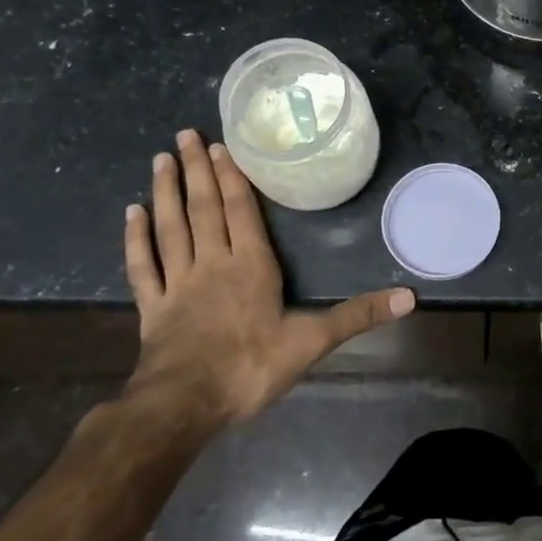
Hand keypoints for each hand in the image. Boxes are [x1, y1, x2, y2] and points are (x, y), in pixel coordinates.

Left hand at [122, 129, 413, 431]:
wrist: (184, 406)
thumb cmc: (250, 368)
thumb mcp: (313, 342)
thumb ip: (358, 315)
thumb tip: (410, 298)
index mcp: (250, 265)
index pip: (239, 211)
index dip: (232, 176)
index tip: (219, 145)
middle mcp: (212, 263)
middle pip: (203, 208)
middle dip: (196, 169)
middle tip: (184, 134)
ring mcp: (177, 283)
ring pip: (170, 227)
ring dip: (166, 192)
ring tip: (160, 159)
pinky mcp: (152, 307)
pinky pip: (141, 265)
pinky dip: (134, 238)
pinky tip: (131, 213)